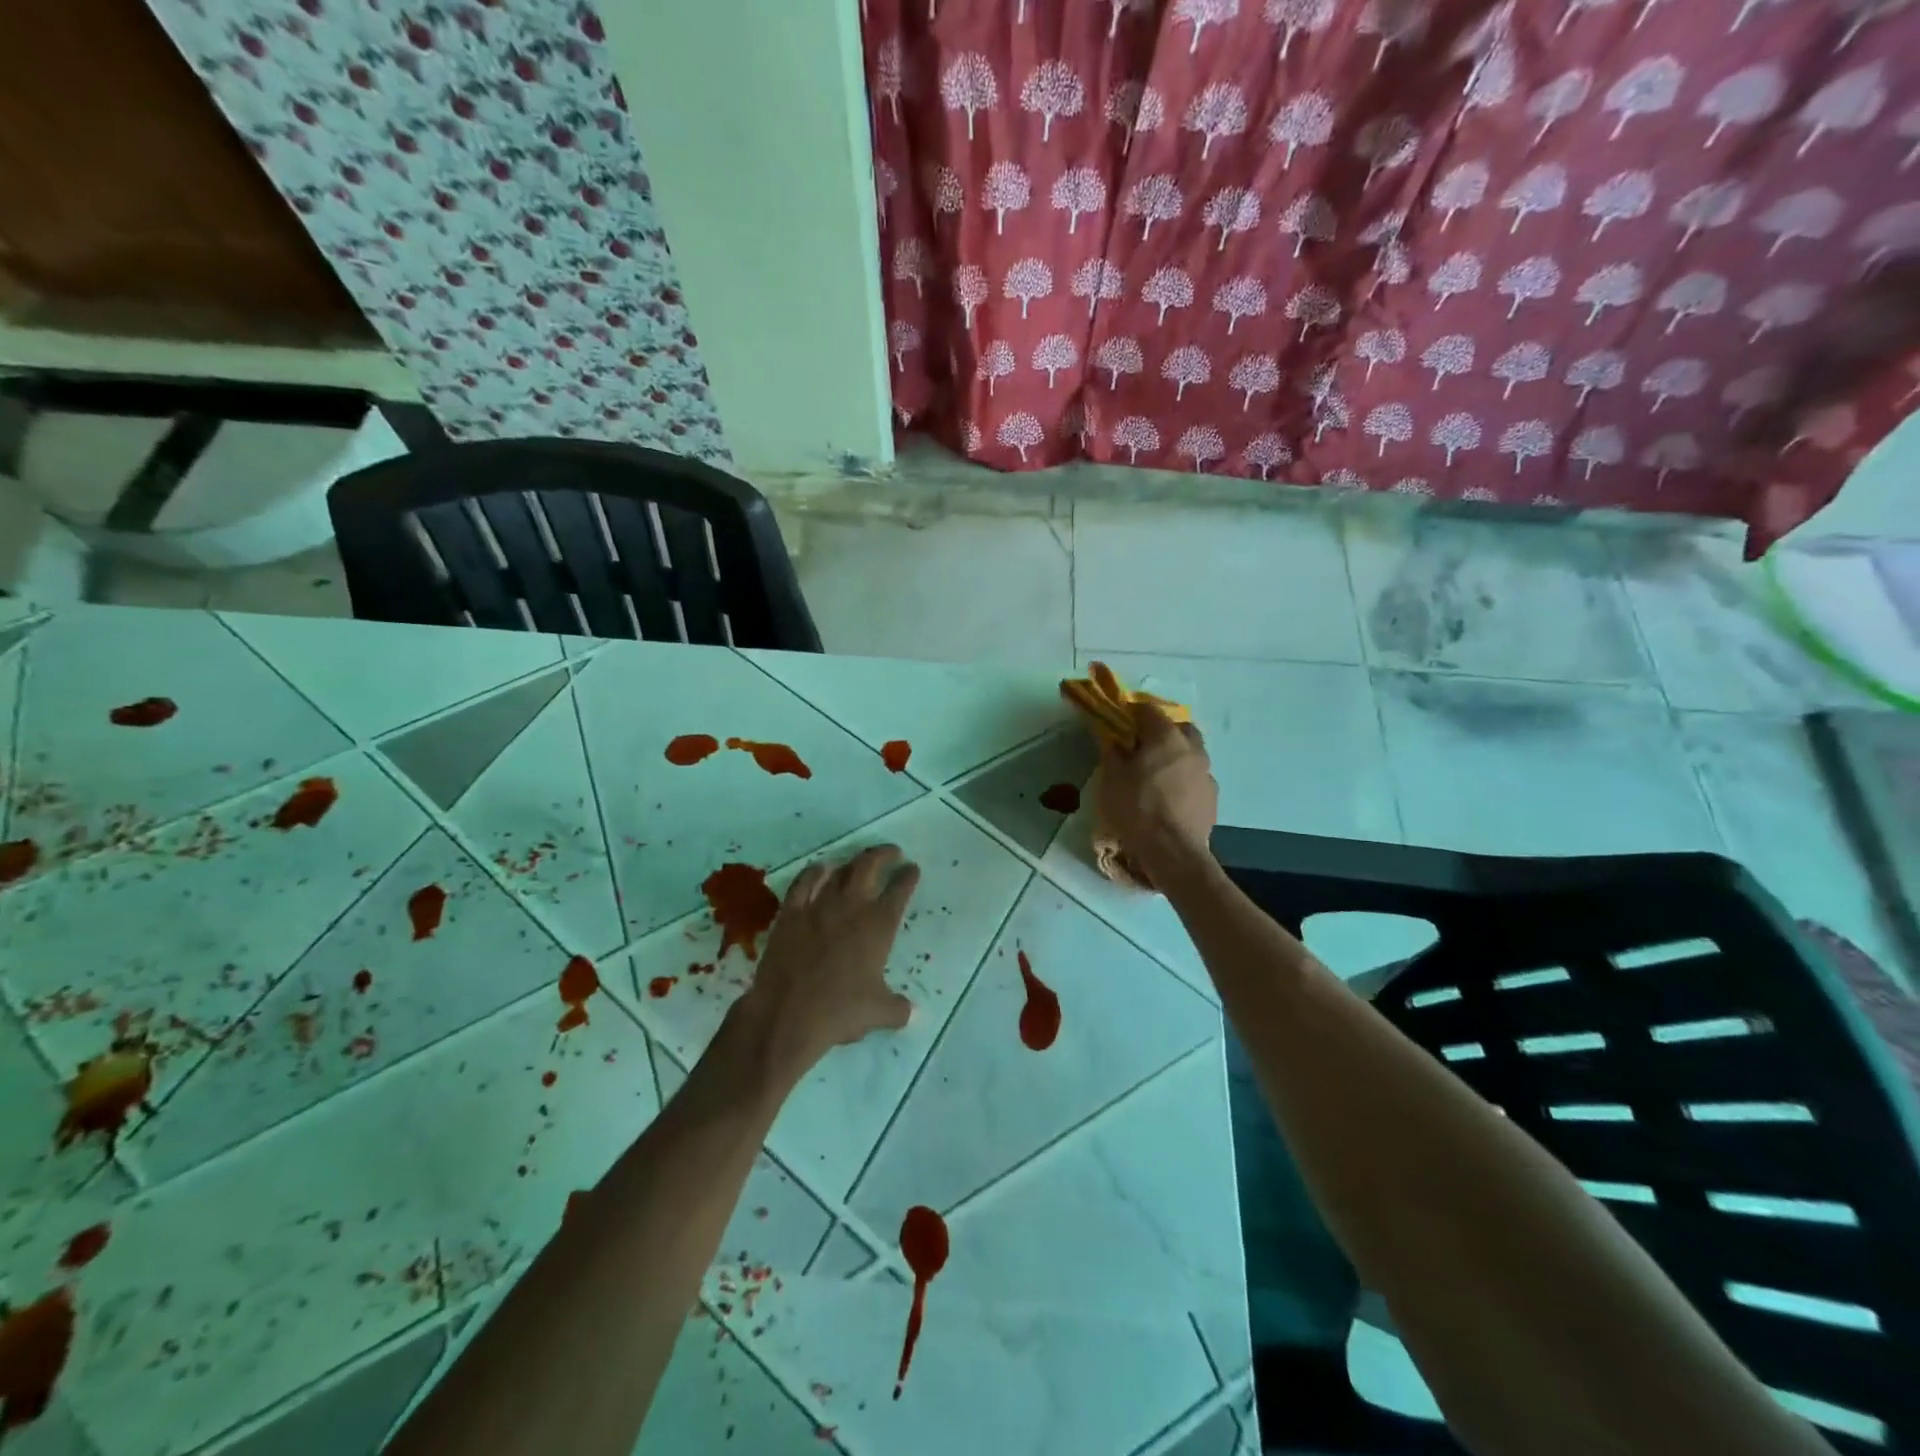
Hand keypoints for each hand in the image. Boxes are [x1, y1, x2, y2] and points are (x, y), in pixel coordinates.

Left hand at [730, 845, 918, 1083]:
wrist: (787, 1016)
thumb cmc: (839, 1012)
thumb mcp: (879, 1013)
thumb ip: (898, 1008)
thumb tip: (908, 1011)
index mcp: (878, 926)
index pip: (899, 890)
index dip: (908, 876)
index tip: (912, 868)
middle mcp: (851, 907)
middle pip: (869, 866)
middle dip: (883, 854)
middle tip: (891, 852)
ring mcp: (818, 906)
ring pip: (838, 871)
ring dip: (852, 862)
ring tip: (859, 861)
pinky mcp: (790, 914)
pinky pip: (803, 882)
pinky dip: (814, 872)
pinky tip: (819, 869)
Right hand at [1094, 702, 1217, 878]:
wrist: (1173, 852)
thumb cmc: (1137, 808)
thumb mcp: (1111, 778)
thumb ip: (1112, 752)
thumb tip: (1113, 738)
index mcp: (1166, 737)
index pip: (1148, 710)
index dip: (1131, 712)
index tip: (1119, 722)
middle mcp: (1192, 748)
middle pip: (1178, 727)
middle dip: (1161, 730)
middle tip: (1142, 746)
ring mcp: (1206, 773)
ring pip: (1191, 753)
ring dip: (1175, 756)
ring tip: (1156, 774)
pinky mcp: (1212, 796)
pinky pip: (1195, 777)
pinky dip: (1183, 779)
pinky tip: (1170, 796)